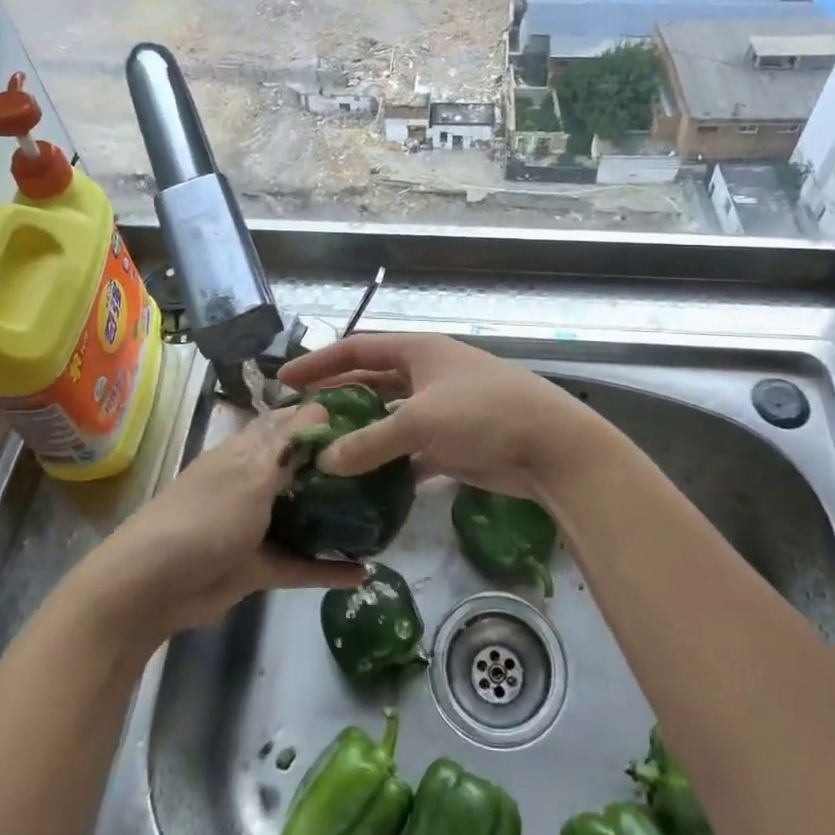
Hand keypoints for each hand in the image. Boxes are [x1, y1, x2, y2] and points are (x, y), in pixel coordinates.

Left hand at [76, 403, 363, 640]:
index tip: (371, 415)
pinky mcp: (258, 564)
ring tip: (385, 515)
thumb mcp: (251, 473)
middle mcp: (256, 481)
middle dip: (341, 468)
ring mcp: (256, 524)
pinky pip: (301, 563)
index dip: (328, 417)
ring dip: (338, 517)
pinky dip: (328, 568)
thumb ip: (290, 446)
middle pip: (305, 469)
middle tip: (391, 467)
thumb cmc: (205, 516)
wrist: (151, 587)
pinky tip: (364, 572)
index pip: (293, 423)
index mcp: (249, 451)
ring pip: (306, 515)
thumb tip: (323, 407)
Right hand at [277, 334, 601, 502]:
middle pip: (372, 383)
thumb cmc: (484, 413)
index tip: (285, 379)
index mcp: (419, 352)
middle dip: (338, 400)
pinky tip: (364, 485)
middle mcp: (427, 375)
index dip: (320, 362)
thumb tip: (324, 460)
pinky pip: (409, 451)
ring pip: (390, 420)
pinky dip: (388, 465)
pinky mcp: (453, 443)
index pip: (358, 349)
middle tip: (300, 423)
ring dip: (362, 436)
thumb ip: (369, 441)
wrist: (550, 446)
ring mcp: (442, 410)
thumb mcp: (420, 421)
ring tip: (324, 456)